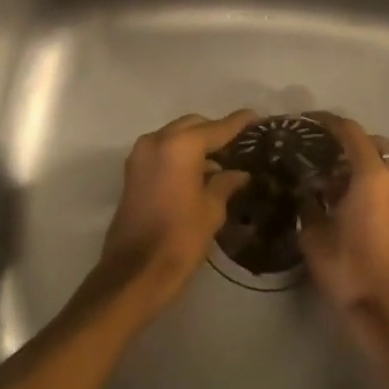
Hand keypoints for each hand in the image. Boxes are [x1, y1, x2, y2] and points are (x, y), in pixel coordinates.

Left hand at [90, 110, 256, 319]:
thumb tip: (238, 173)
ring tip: (223, 160)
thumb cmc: (180, 239)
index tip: (256, 117)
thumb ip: (226, 183)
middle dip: (215, 132)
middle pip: (192, 126)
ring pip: (175, 136)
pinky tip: (200, 171)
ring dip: (196, 143)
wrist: (135, 271)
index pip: (216, 128)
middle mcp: (157, 141)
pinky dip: (180, 154)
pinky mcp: (133, 171)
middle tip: (239, 145)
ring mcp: (140, 155)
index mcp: (180, 146)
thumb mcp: (212, 210)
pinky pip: (162, 150)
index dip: (238, 123)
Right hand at [300, 114, 388, 325]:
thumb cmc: (345, 266)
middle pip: (373, 143)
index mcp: (371, 176)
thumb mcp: (313, 232)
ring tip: (330, 176)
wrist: (381, 307)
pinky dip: (369, 179)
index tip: (306, 122)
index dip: (328, 122)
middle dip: (348, 141)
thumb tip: (306, 188)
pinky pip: (388, 182)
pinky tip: (345, 197)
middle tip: (320, 150)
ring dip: (360, 162)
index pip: (351, 133)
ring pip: (384, 163)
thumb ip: (308, 201)